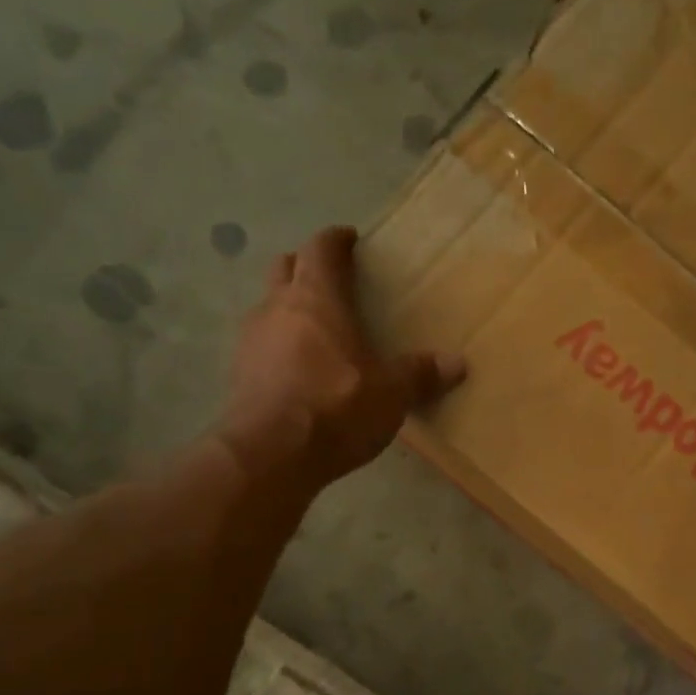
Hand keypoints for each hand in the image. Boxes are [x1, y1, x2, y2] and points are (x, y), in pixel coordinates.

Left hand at [221, 226, 463, 486]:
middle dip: (307, 267)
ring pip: (269, 305)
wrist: (269, 455)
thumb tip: (457, 363)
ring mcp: (250, 339)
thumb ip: (420, 375)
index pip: (321, 249)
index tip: (350, 239)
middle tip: (332, 281)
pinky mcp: (238, 373)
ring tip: (317, 329)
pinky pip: (261, 343)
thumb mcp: (391, 394)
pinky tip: (298, 369)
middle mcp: (277, 307)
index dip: (336, 240)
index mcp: (316, 298)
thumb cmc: (336, 408)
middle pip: (286, 268)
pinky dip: (279, 344)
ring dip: (289, 307)